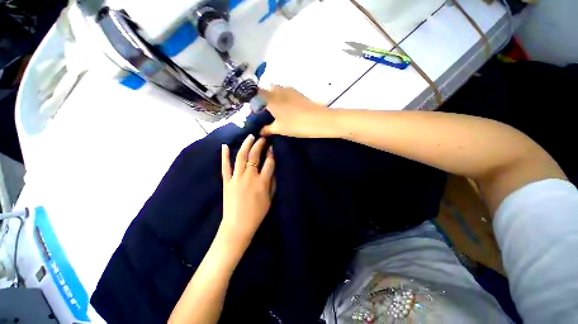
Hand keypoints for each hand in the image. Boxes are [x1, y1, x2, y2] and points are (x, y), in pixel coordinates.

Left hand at [220, 135, 274, 246]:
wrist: (238, 225)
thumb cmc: (257, 213)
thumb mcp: (270, 198)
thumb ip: (272, 182)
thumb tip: (273, 169)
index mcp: (262, 182)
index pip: (269, 162)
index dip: (271, 153)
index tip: (272, 147)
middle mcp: (250, 176)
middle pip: (255, 155)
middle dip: (260, 144)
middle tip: (262, 138)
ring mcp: (236, 178)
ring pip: (241, 157)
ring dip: (246, 145)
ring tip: (250, 137)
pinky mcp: (227, 181)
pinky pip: (225, 166)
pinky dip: (225, 155)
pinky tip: (225, 146)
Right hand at [259, 86, 333, 137]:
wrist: (318, 120)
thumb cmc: (295, 125)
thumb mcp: (279, 129)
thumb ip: (267, 129)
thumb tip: (260, 131)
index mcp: (270, 98)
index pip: (255, 91)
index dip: (251, 98)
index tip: (253, 108)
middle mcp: (278, 90)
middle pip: (266, 89)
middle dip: (263, 98)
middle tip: (265, 111)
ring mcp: (289, 89)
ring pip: (276, 90)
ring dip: (274, 97)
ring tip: (276, 111)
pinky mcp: (298, 92)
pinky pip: (285, 92)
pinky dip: (282, 98)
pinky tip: (287, 109)